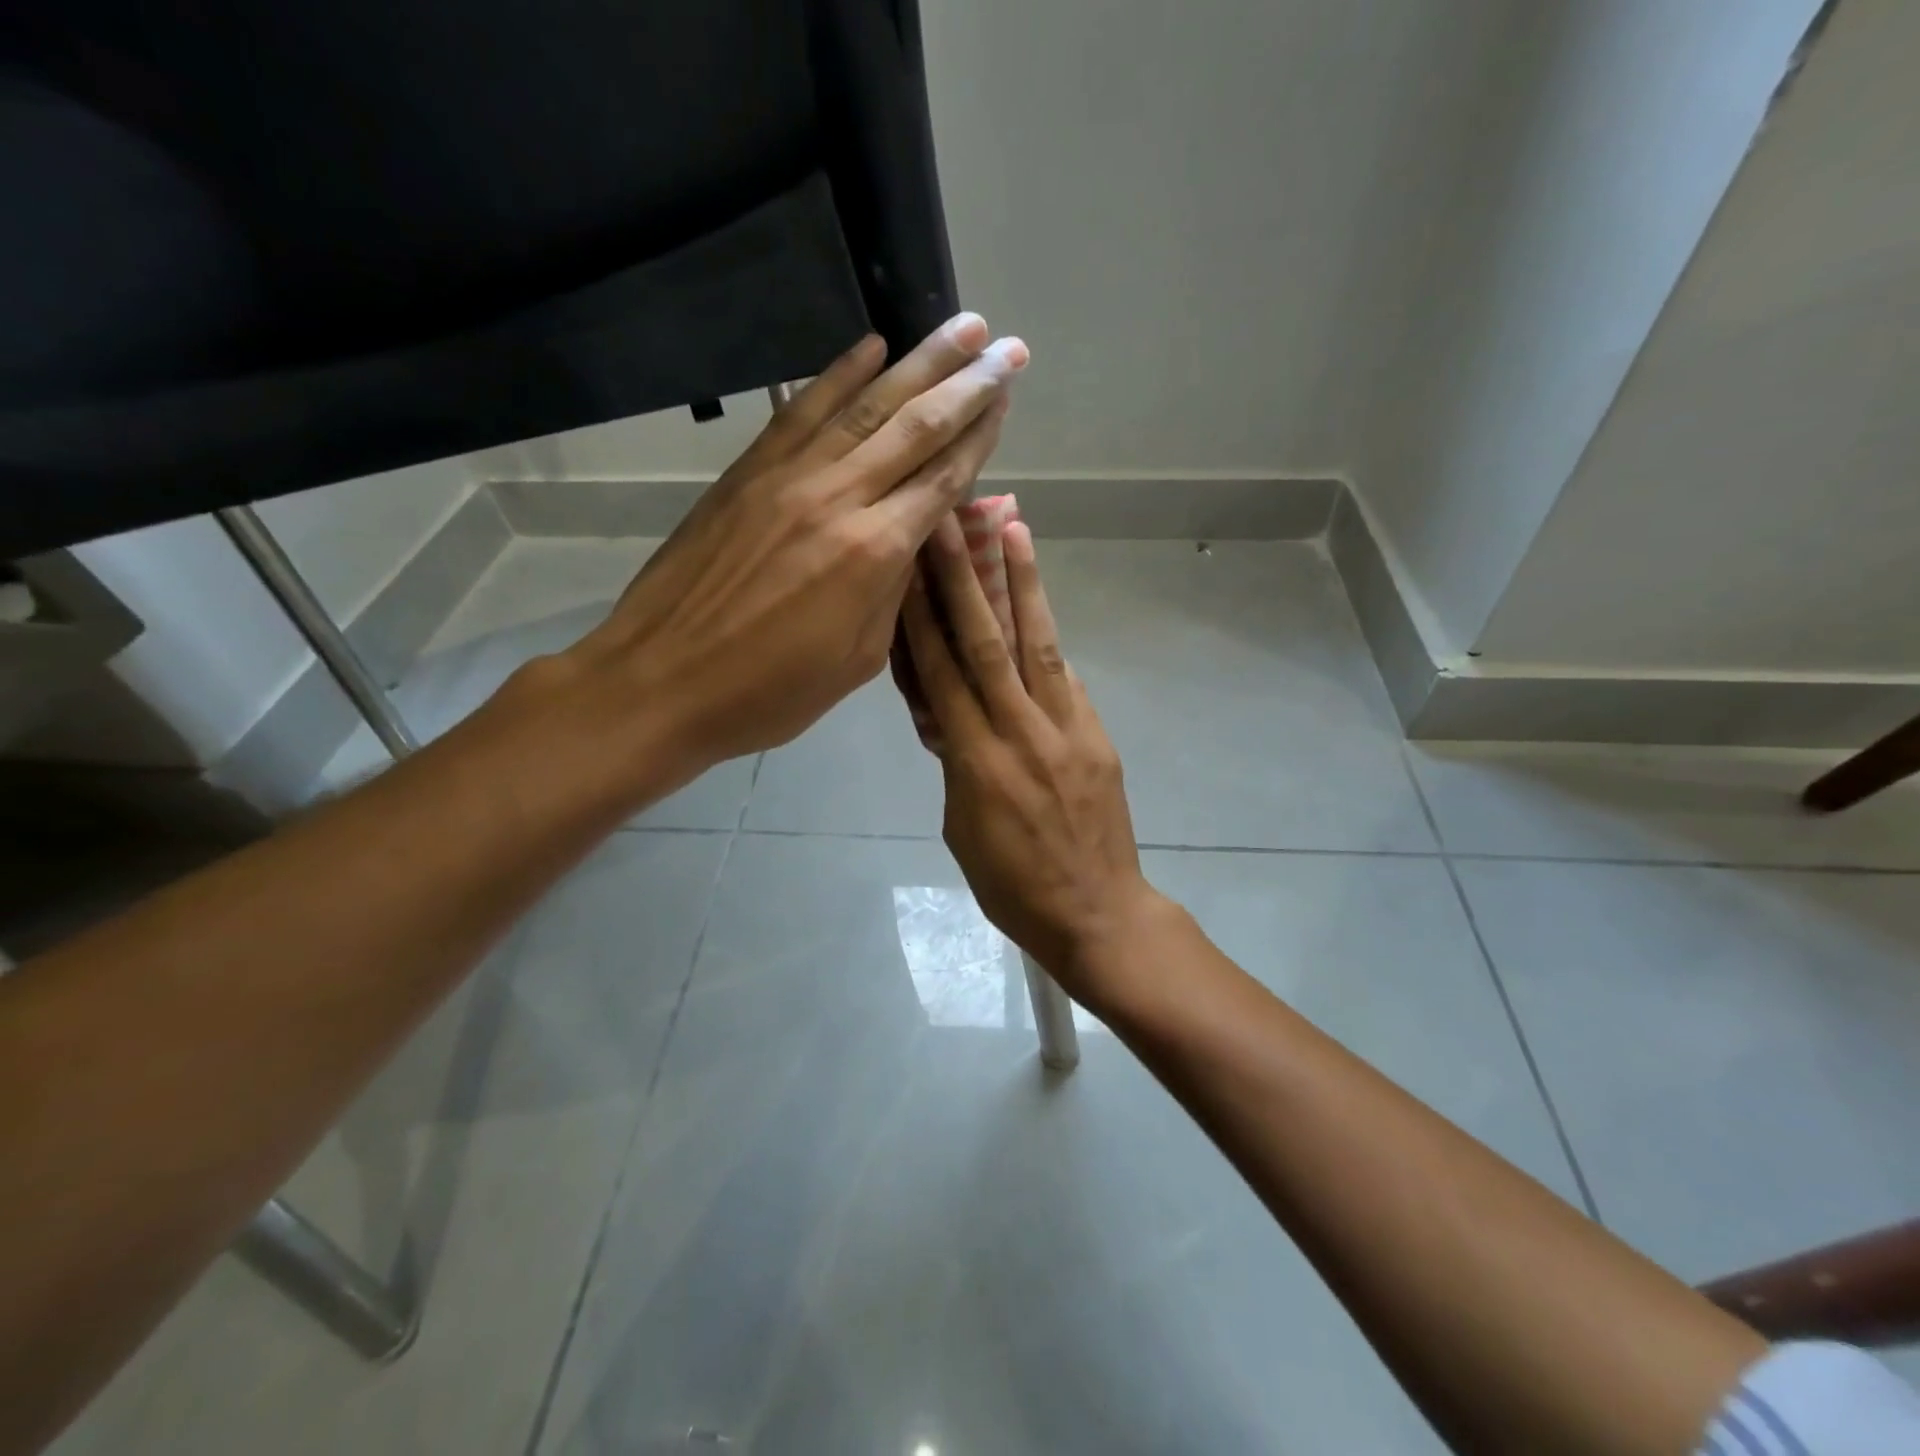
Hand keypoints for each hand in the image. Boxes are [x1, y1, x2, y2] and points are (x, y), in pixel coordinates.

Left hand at [563, 316, 1026, 792]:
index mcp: (875, 553)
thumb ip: (893, 592)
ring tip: (960, 326)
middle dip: (968, 383)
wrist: (662, 681)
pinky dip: (838, 374)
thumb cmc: (770, 691)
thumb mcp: (857, 659)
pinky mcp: (748, 472)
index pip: (943, 479)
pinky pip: (801, 410)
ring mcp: (788, 476)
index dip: (981, 436)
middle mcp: (839, 498)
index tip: (1007, 397)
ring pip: (865, 405)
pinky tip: (869, 346)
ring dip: (917, 362)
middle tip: (1007, 346)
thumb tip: (912, 539)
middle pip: (916, 427)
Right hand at [902, 514, 1162, 1004]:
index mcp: (975, 762)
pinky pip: (1067, 677)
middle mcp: (1020, 732)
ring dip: (1022, 584)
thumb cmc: (1012, 886)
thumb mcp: (961, 828)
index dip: (920, 618)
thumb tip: (949, 716)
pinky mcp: (1096, 735)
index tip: (906, 568)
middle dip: (962, 579)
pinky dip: (1048, 635)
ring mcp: (1066, 729)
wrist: (1097, 913)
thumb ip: (955, 764)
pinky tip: (1038, 601)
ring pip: (1038, 644)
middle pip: (986, 644)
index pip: (941, 674)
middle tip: (948, 522)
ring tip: (1012, 529)